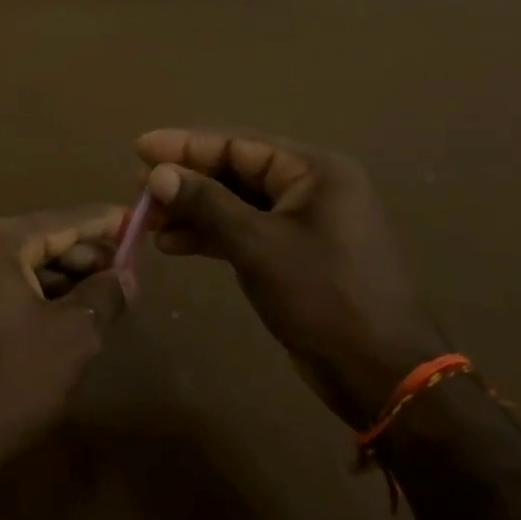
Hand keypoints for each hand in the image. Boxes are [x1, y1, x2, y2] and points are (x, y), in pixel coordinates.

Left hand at [0, 206, 128, 489]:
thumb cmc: (11, 380)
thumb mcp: (73, 335)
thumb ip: (105, 294)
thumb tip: (126, 275)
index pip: (61, 221)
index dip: (104, 223)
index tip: (137, 219)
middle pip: (38, 240)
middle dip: (84, 256)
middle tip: (127, 271)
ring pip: (20, 264)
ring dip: (62, 278)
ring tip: (104, 294)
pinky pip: (0, 284)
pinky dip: (34, 293)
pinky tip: (67, 312)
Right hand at [137, 129, 447, 428]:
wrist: (381, 375)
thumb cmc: (323, 298)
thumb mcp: (257, 245)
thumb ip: (206, 203)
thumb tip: (156, 174)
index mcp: (314, 170)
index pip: (238, 144)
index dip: (185, 146)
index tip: (139, 147)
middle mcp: (311, 187)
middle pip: (235, 171)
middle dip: (186, 182)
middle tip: (139, 191)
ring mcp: (305, 222)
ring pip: (237, 204)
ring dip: (193, 211)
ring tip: (148, 223)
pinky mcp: (296, 254)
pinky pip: (246, 231)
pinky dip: (212, 236)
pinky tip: (174, 245)